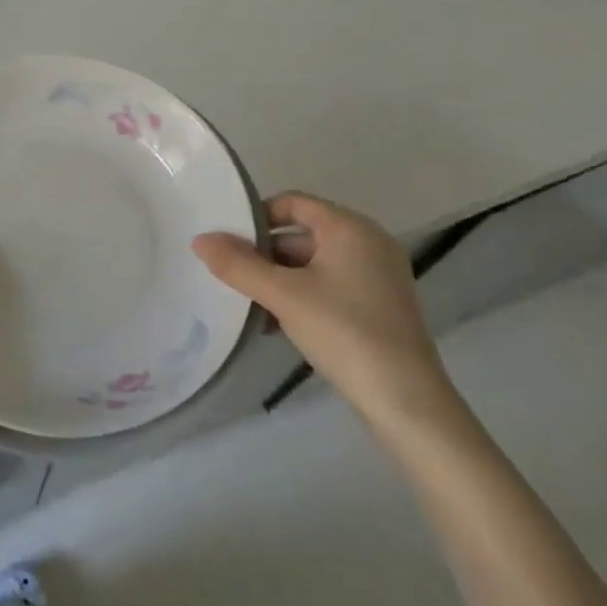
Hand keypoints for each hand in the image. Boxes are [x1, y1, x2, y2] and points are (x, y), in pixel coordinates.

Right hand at [192, 193, 454, 424]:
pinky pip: (328, 287)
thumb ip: (239, 266)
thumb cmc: (345, 332)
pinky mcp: (379, 307)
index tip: (227, 241)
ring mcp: (377, 276)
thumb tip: (200, 240)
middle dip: (263, 255)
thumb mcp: (283, 296)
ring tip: (248, 305)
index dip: (256, 216)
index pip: (292, 202)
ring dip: (278, 281)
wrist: (407, 402)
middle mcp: (368, 243)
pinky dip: (300, 298)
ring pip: (312, 265)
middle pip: (301, 234)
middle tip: (230, 276)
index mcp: (350, 228)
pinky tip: (276, 326)